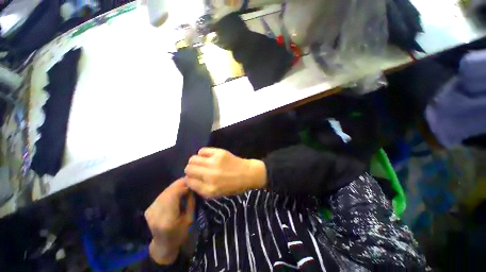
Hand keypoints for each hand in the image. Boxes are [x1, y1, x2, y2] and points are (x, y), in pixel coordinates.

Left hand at [144, 179, 194, 264]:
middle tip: (189, 181)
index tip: (192, 182)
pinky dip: (170, 191)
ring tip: (184, 185)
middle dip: (179, 184)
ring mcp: (150, 211)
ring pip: (164, 191)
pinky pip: (161, 195)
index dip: (183, 186)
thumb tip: (192, 187)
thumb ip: (190, 201)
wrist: (163, 245)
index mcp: (167, 219)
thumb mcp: (190, 219)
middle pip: (168, 191)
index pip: (173, 195)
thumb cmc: (180, 234)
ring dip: (175, 186)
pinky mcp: (148, 209)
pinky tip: (176, 192)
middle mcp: (156, 213)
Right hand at [184, 147, 266, 197]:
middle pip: (188, 169)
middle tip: (197, 170)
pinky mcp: (219, 153)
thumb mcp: (216, 193)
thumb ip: (201, 188)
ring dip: (194, 161)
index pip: (188, 182)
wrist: (247, 173)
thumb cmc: (233, 186)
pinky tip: (207, 157)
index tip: (193, 177)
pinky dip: (202, 154)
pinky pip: (202, 151)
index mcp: (209, 189)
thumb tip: (189, 179)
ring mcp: (214, 162)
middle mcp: (210, 176)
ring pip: (193, 159)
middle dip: (190, 170)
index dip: (189, 179)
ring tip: (202, 163)